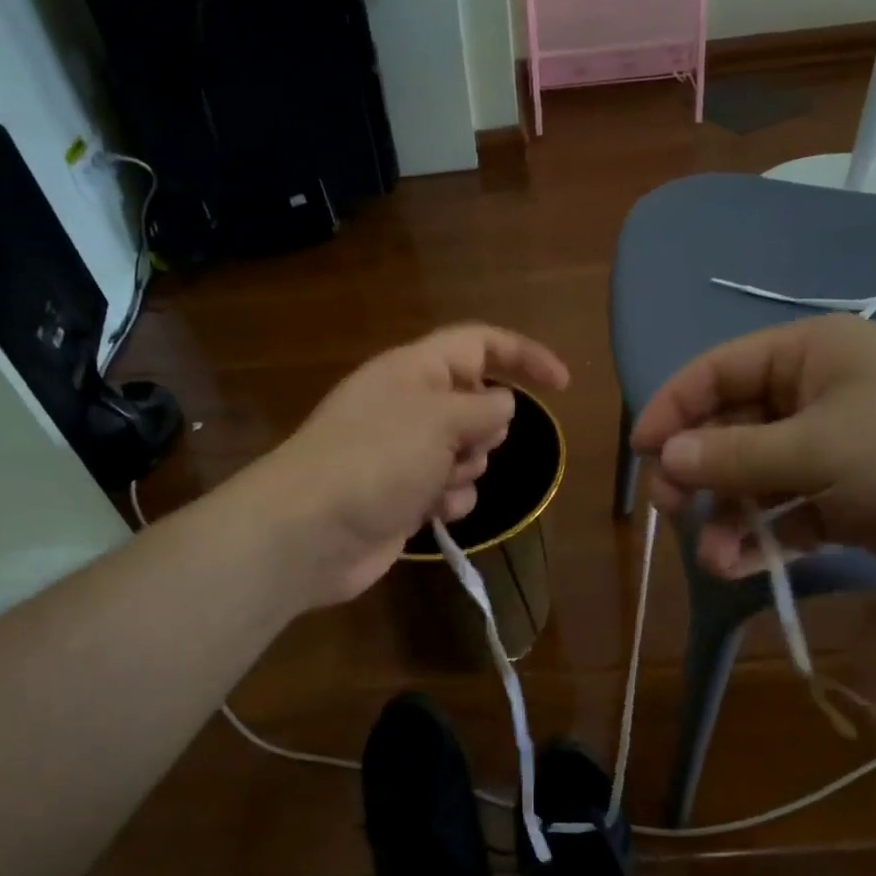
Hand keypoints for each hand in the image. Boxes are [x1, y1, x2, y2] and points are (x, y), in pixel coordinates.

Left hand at [247, 324, 570, 606]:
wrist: (311, 531)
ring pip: (467, 453)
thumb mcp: (439, 419)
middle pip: (476, 404)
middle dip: (487, 430)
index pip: (480, 344)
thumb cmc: (375, 460)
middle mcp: (410, 405)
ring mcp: (404, 453)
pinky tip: (431, 512)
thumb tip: (502, 405)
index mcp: (415, 370)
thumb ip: (483, 407)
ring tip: (439, 484)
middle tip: (464, 448)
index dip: (524, 356)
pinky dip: (448, 500)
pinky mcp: (402, 495)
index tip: (564, 385)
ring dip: (467, 470)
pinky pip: (448, 490)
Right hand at [631, 313, 875, 581]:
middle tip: (673, 508)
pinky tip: (739, 566)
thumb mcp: (820, 447)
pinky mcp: (842, 498)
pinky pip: (783, 514)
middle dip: (696, 471)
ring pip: (751, 479)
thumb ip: (735, 454)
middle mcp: (809, 397)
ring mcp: (826, 450)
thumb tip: (664, 456)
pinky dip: (760, 539)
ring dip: (726, 517)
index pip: (716, 372)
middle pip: (727, 428)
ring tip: (712, 556)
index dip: (672, 408)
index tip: (640, 453)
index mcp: (804, 356)